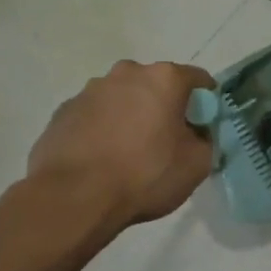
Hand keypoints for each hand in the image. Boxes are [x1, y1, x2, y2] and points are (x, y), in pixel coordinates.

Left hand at [28, 60, 214, 225]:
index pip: (198, 79)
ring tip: (129, 154)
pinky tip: (102, 159)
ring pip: (123, 98)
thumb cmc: (145, 175)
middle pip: (156, 85)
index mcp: (164, 79)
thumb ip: (205, 140)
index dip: (206, 102)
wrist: (74, 197)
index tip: (204, 126)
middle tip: (167, 141)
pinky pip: (95, 116)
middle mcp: (126, 73)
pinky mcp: (63, 111)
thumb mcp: (197, 164)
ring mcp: (89, 90)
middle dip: (165, 106)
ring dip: (132, 116)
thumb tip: (195, 134)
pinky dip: (103, 129)